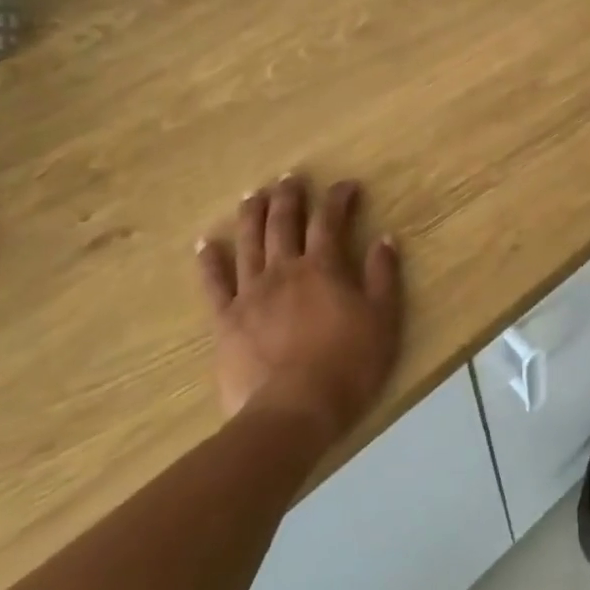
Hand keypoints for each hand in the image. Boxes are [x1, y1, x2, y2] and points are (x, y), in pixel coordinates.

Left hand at [195, 175, 402, 441]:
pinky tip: (205, 245)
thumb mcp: (383, 320)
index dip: (338, 199)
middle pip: (283, 223)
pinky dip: (209, 261)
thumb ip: (383, 276)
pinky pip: (213, 284)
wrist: (294, 411)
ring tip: (253, 195)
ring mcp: (250, 293)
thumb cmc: (349, 365)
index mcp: (324, 268)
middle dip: (289, 197)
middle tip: (290, 178)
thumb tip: (384, 239)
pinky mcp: (226, 320)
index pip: (330, 221)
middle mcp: (284, 270)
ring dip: (251, 215)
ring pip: (248, 243)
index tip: (347, 186)